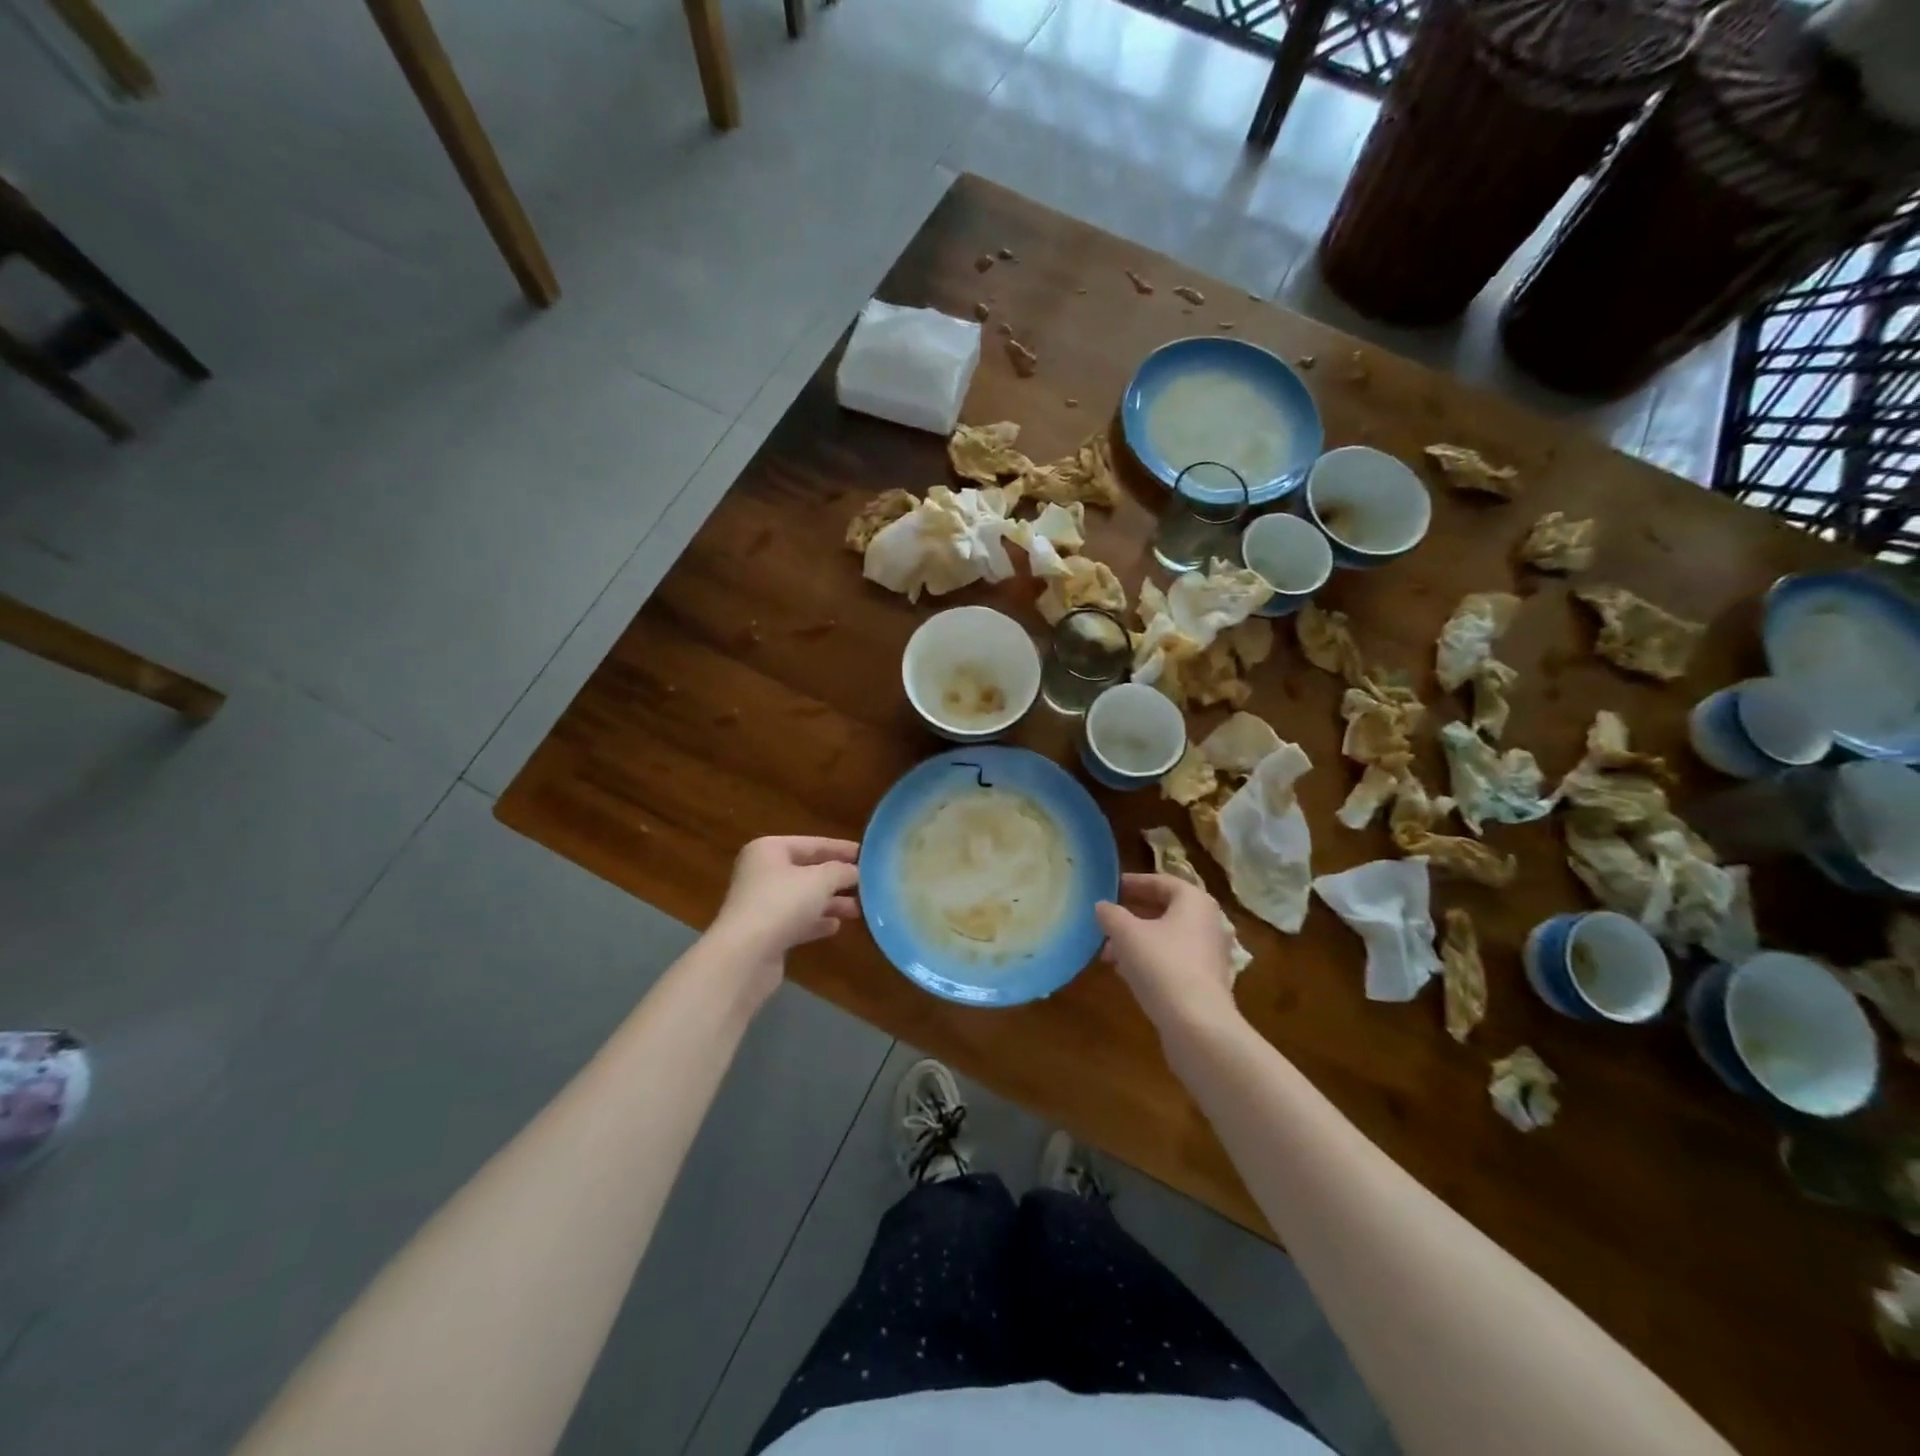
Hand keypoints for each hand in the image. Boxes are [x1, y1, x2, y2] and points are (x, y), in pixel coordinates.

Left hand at [709, 837, 860, 998]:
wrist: (744, 956)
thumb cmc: (782, 904)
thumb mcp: (820, 880)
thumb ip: (841, 871)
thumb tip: (855, 871)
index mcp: (770, 850)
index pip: (813, 843)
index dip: (841, 849)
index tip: (868, 855)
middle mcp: (762, 872)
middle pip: (807, 871)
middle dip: (837, 879)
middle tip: (867, 885)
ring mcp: (761, 903)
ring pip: (803, 898)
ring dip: (831, 902)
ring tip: (859, 909)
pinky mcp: (765, 932)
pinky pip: (796, 921)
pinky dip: (816, 922)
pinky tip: (836, 927)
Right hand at [1095, 873, 1240, 1035]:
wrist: (1197, 1025)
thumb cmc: (1162, 965)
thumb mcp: (1126, 934)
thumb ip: (1111, 914)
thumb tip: (1102, 906)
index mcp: (1194, 901)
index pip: (1161, 882)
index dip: (1133, 883)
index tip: (1110, 889)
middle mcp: (1208, 922)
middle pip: (1165, 910)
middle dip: (1132, 916)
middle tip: (1106, 922)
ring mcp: (1210, 954)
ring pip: (1167, 937)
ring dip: (1138, 940)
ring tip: (1109, 953)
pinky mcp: (1207, 982)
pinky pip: (1174, 960)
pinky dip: (1150, 960)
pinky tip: (1127, 974)